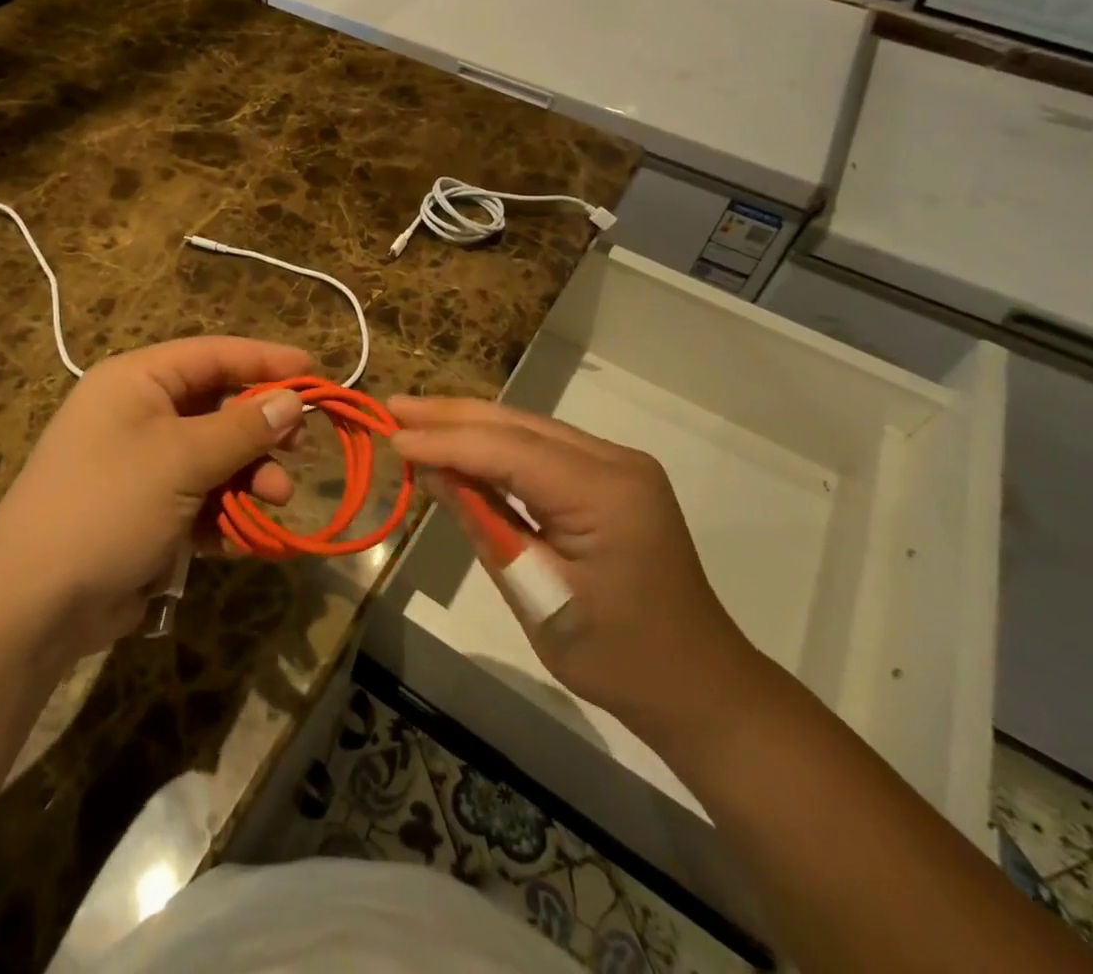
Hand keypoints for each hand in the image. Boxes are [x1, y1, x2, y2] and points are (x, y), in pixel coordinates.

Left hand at [0, 337, 309, 650]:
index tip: (316, 371)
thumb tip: (293, 399)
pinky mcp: (148, 513)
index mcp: (137, 381)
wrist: (33, 604)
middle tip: (299, 446)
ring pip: (216, 458)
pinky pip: (201, 500)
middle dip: (261, 430)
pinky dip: (226, 514)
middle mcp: (139, 414)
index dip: (265, 360)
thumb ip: (243, 428)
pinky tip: (246, 536)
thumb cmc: (108, 505)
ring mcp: (143, 466)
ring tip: (276, 499)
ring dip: (250, 477)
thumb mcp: (182, 459)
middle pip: (218, 407)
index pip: (213, 355)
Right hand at [388, 396, 758, 740]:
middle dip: (452, 416)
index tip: (393, 439)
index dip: (447, 442)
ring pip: (529, 429)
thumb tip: (433, 474)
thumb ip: (484, 525)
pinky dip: (496, 446)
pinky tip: (461, 444)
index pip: (509, 452)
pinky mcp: (611, 478)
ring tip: (414, 419)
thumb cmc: (617, 657)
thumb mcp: (536, 595)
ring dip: (470, 425)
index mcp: (606, 493)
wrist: (699, 685)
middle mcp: (615, 462)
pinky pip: (543, 449)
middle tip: (394, 407)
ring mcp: (618, 465)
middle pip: (519, 426)